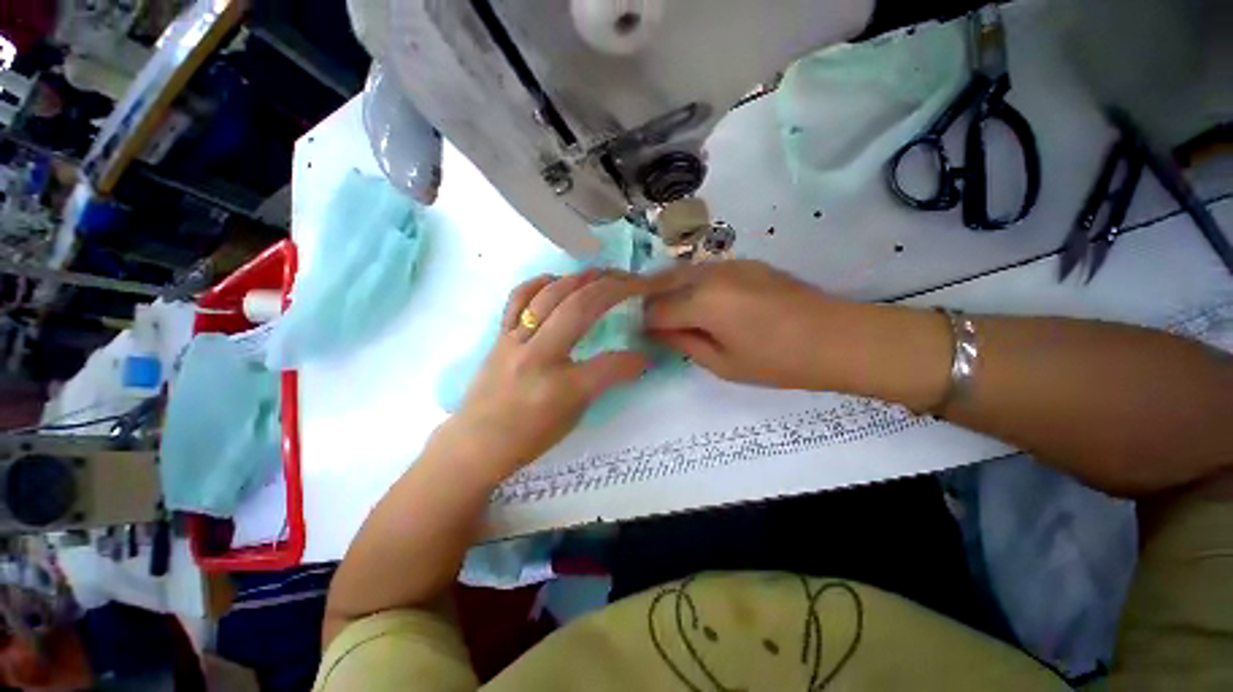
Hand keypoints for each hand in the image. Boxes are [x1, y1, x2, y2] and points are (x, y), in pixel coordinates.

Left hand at [442, 270, 652, 479]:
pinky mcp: (500, 335)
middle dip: (615, 288)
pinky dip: (541, 282)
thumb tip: (631, 361)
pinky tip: (558, 279)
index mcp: (560, 388)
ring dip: (584, 278)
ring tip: (605, 273)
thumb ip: (600, 382)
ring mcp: (515, 341)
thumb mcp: (574, 416)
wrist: (476, 443)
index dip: (633, 359)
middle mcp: (537, 357)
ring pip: (552, 294)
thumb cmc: (529, 437)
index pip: (609, 364)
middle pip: (580, 308)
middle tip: (635, 280)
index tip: (645, 357)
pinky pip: (518, 297)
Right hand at [644, 260, 843, 389]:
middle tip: (651, 324)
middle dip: (650, 303)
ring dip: (668, 291)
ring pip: (681, 272)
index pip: (655, 311)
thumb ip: (684, 343)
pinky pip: (703, 270)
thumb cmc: (778, 361)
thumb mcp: (723, 364)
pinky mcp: (744, 262)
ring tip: (672, 313)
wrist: (837, 337)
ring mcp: (728, 263)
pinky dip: (691, 284)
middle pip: (662, 283)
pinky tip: (700, 302)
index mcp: (702, 302)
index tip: (644, 338)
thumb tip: (658, 332)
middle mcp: (709, 274)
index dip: (645, 326)